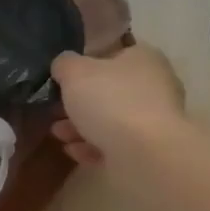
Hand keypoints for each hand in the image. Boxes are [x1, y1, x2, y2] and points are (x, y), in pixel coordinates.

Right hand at [50, 45, 186, 166]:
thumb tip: (63, 66)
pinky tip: (74, 151)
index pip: (112, 55)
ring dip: (79, 127)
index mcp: (144, 58)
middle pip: (108, 92)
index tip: (62, 81)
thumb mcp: (75, 72)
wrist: (146, 154)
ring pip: (110, 121)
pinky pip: (116, 145)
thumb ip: (64, 64)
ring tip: (58, 134)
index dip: (84, 67)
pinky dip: (93, 147)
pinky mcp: (149, 151)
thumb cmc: (111, 100)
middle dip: (77, 103)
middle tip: (54, 111)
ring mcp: (154, 121)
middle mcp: (155, 86)